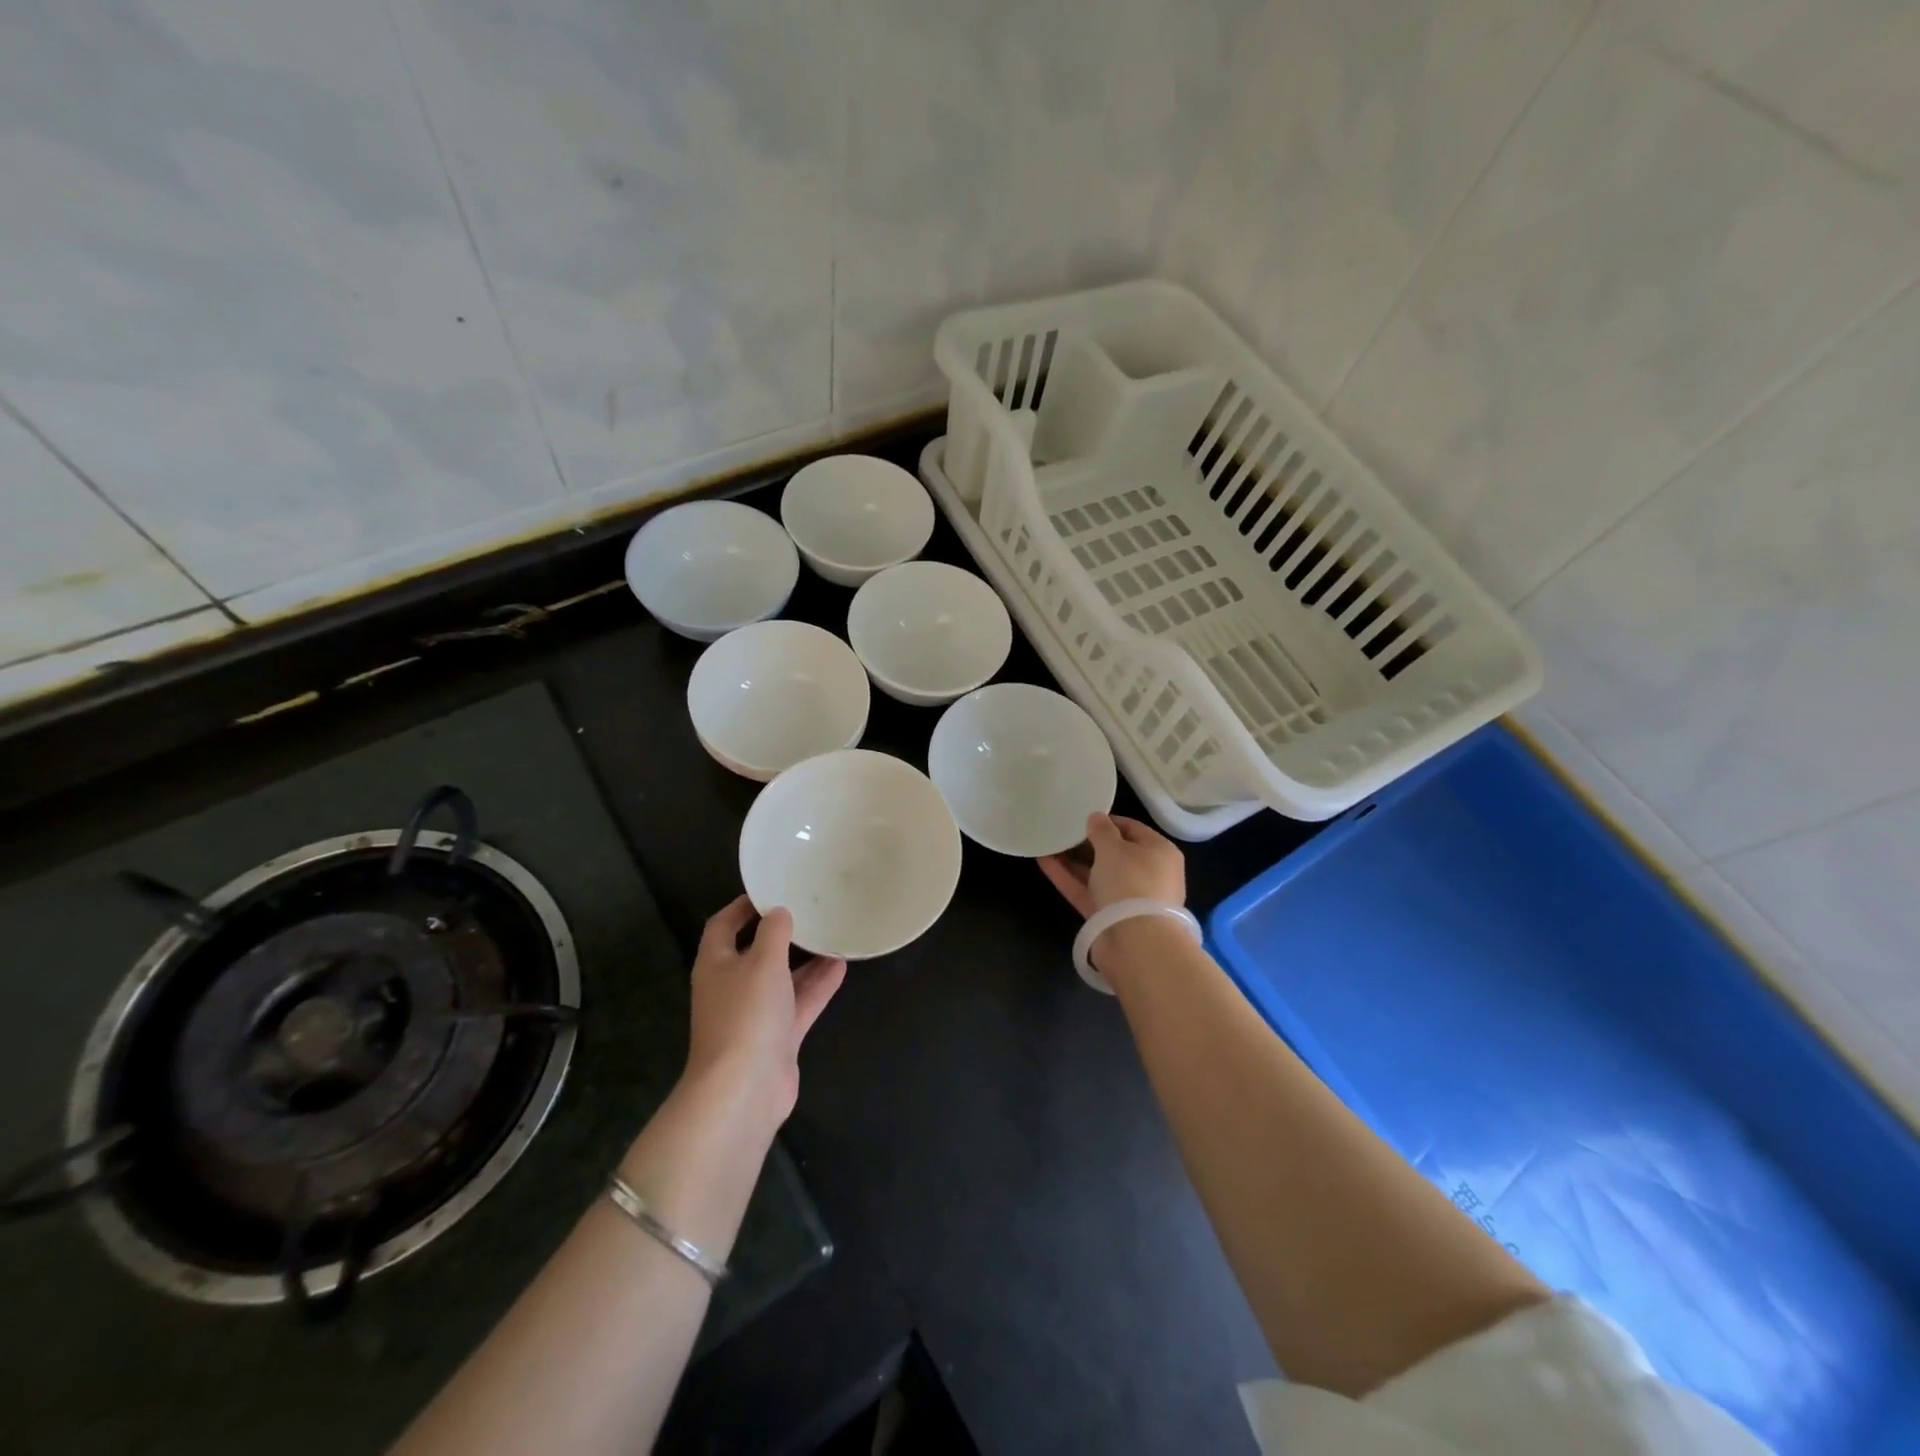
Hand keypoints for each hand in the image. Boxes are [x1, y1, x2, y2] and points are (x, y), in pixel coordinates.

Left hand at [684, 896, 845, 1125]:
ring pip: (782, 979)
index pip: (723, 925)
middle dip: (781, 933)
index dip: (743, 906)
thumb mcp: (763, 961)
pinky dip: (816, 987)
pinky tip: (841, 967)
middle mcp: (731, 986)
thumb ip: (774, 932)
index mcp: (716, 963)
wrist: (744, 1089)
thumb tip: (779, 912)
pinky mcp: (776, 1038)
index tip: (771, 890)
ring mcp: (754, 1015)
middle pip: (755, 951)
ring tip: (832, 934)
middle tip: (810, 910)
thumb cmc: (747, 1014)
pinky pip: (798, 1004)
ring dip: (805, 960)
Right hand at [1039, 812, 1185, 917]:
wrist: (1136, 943)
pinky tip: (1044, 862)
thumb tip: (1096, 818)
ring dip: (1074, 860)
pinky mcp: (1109, 917)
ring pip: (1098, 873)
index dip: (1107, 821)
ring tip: (1047, 843)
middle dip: (1088, 842)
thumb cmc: (1131, 882)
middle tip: (1062, 829)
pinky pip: (1087, 891)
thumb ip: (1102, 830)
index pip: (1132, 829)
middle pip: (1115, 853)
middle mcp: (1148, 874)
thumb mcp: (1114, 848)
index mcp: (1159, 852)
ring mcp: (1128, 898)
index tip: (1082, 816)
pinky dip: (1068, 878)